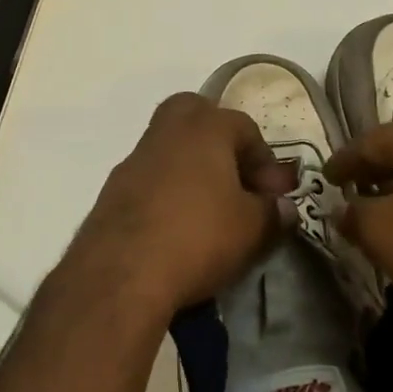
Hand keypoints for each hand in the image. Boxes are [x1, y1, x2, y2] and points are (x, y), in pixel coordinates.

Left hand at [69, 92, 296, 318]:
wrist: (120, 276)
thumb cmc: (198, 237)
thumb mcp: (253, 229)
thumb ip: (273, 213)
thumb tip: (282, 208)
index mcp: (205, 127)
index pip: (245, 127)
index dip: (266, 160)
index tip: (274, 195)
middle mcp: (166, 133)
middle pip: (195, 115)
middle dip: (219, 140)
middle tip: (235, 178)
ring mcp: (133, 161)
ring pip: (169, 149)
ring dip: (191, 170)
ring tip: (209, 211)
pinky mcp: (110, 192)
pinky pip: (149, 180)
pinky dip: (167, 194)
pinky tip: (177, 228)